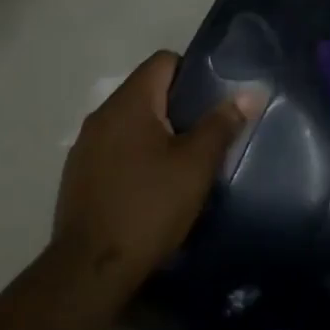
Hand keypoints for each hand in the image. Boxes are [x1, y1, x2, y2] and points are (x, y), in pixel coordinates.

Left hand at [51, 51, 262, 288]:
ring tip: (183, 161)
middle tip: (207, 133)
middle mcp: (101, 114)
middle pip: (145, 90)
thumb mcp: (195, 166)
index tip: (213, 100)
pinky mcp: (79, 173)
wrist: (91, 267)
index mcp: (129, 103)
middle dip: (177, 106)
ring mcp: (85, 145)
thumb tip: (250, 91)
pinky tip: (151, 185)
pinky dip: (135, 154)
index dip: (192, 72)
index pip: (163, 61)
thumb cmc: (149, 207)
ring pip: (129, 122)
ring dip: (156, 132)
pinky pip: (114, 148)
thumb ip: (221, 124)